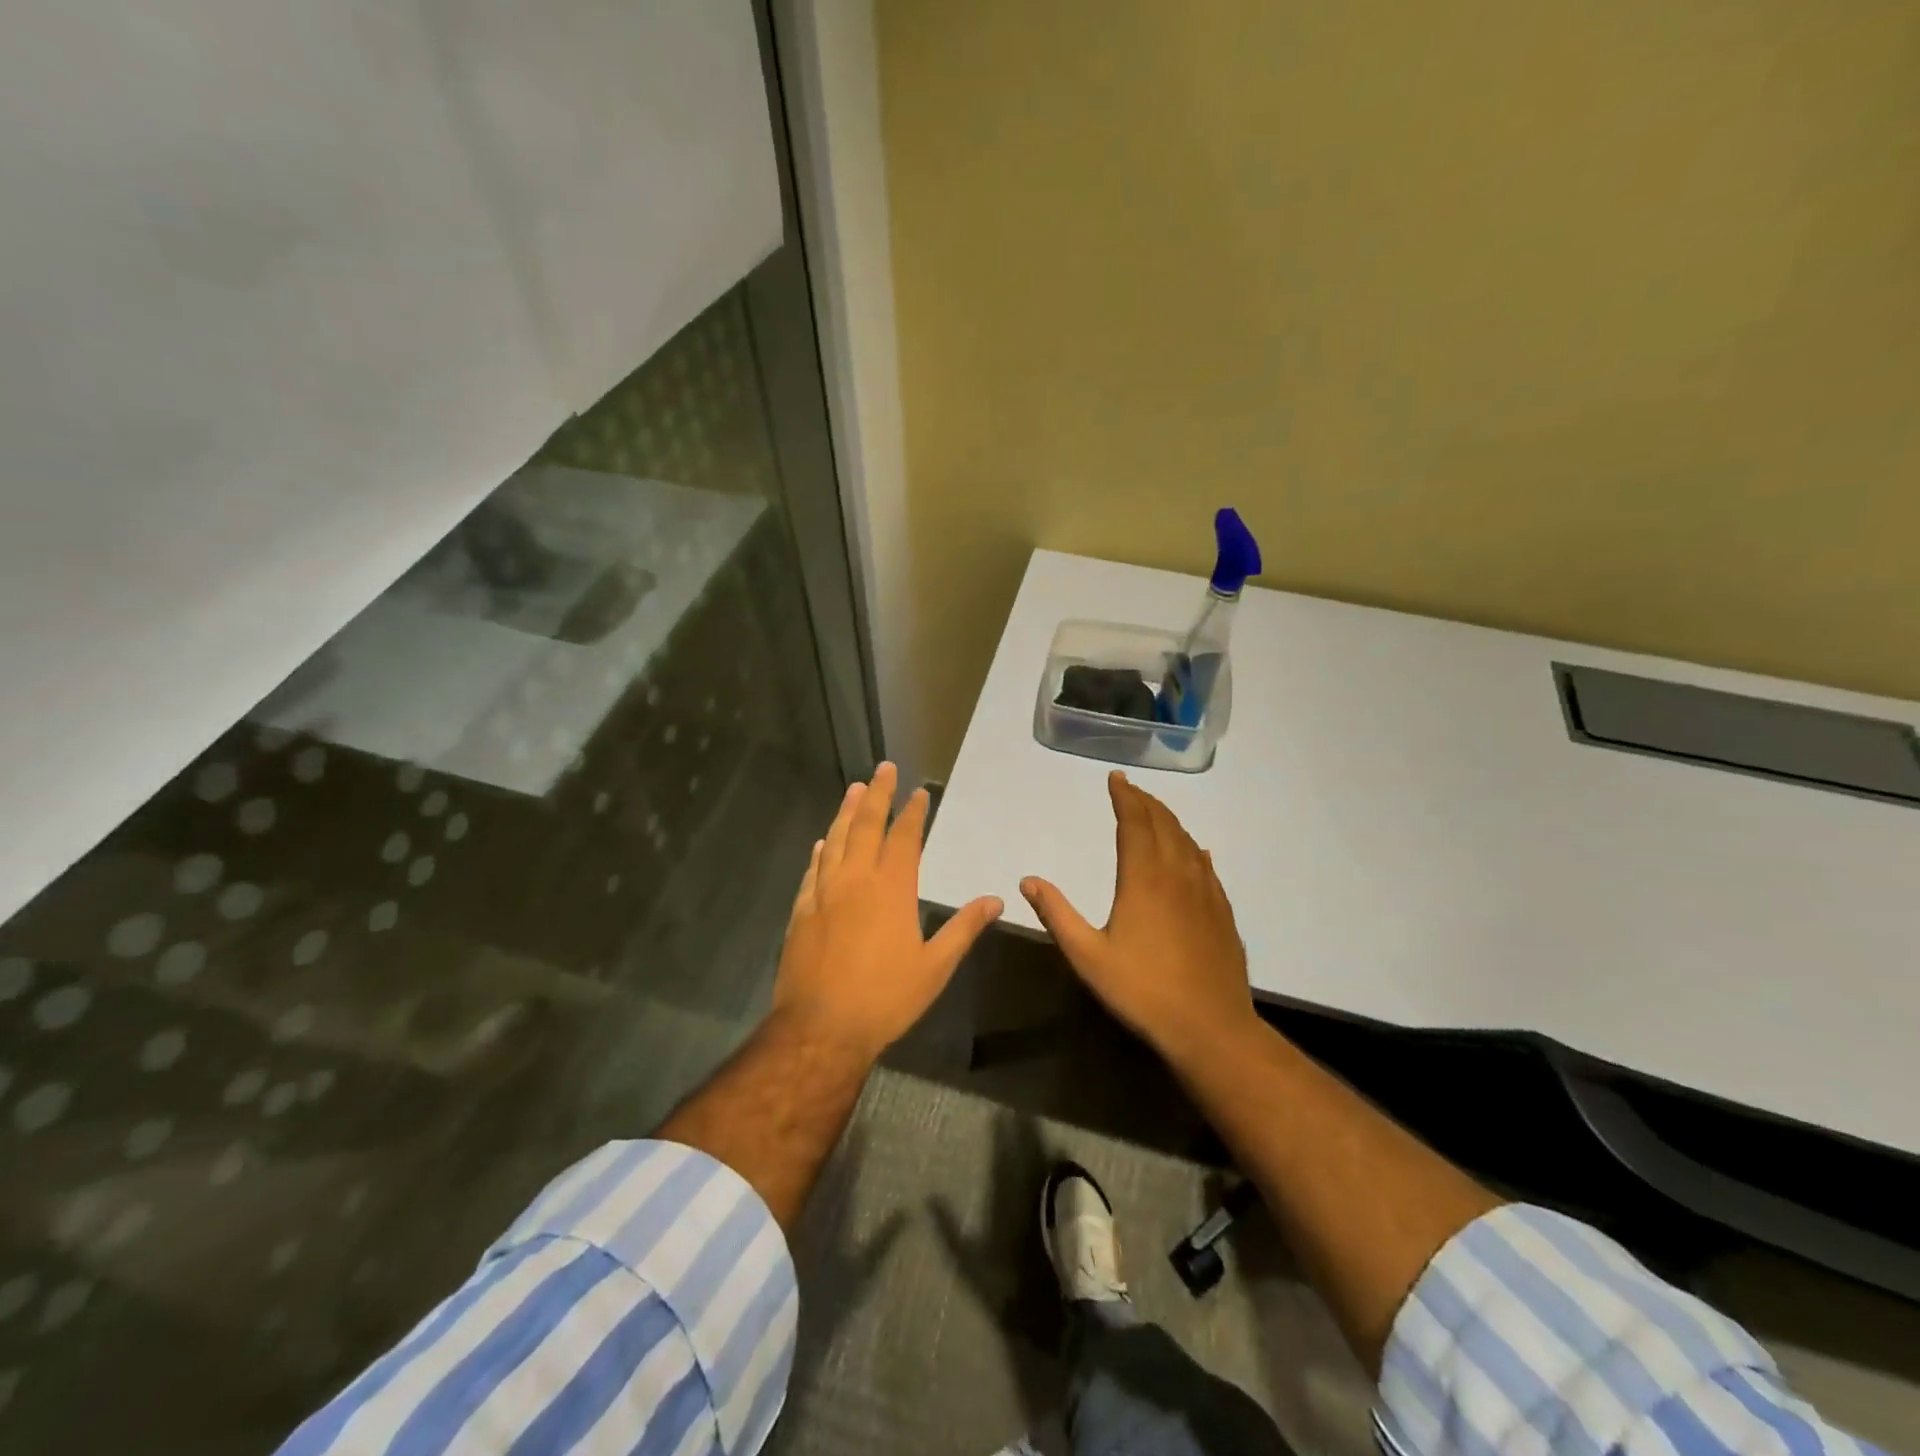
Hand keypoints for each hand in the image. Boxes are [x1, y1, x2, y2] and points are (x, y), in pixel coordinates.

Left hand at [772, 762, 1002, 1061]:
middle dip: (877, 794)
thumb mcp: (935, 967)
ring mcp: (824, 893)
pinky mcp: (801, 911)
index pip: (905, 838)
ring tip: (853, 789)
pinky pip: (812, 871)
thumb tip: (995, 900)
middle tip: (883, 769)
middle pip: (866, 825)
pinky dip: (820, 852)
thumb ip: (963, 928)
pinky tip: (822, 843)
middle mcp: (856, 880)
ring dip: (846, 812)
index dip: (913, 812)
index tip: (919, 792)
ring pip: (836, 840)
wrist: (821, 1028)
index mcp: (892, 889)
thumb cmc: (885, 998)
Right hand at [1021, 770, 1256, 1059]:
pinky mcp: (1221, 911)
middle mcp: (1177, 874)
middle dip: (1145, 802)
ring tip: (1154, 811)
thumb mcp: (1087, 956)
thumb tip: (1028, 881)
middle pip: (1163, 824)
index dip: (1125, 797)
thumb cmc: (1143, 990)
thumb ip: (1057, 914)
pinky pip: (1206, 865)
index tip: (1116, 778)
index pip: (1134, 823)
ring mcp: (1205, 892)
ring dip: (1169, 820)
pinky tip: (1196, 850)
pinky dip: (1194, 848)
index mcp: (1143, 878)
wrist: (1211, 1027)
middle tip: (1130, 789)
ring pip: (1187, 841)